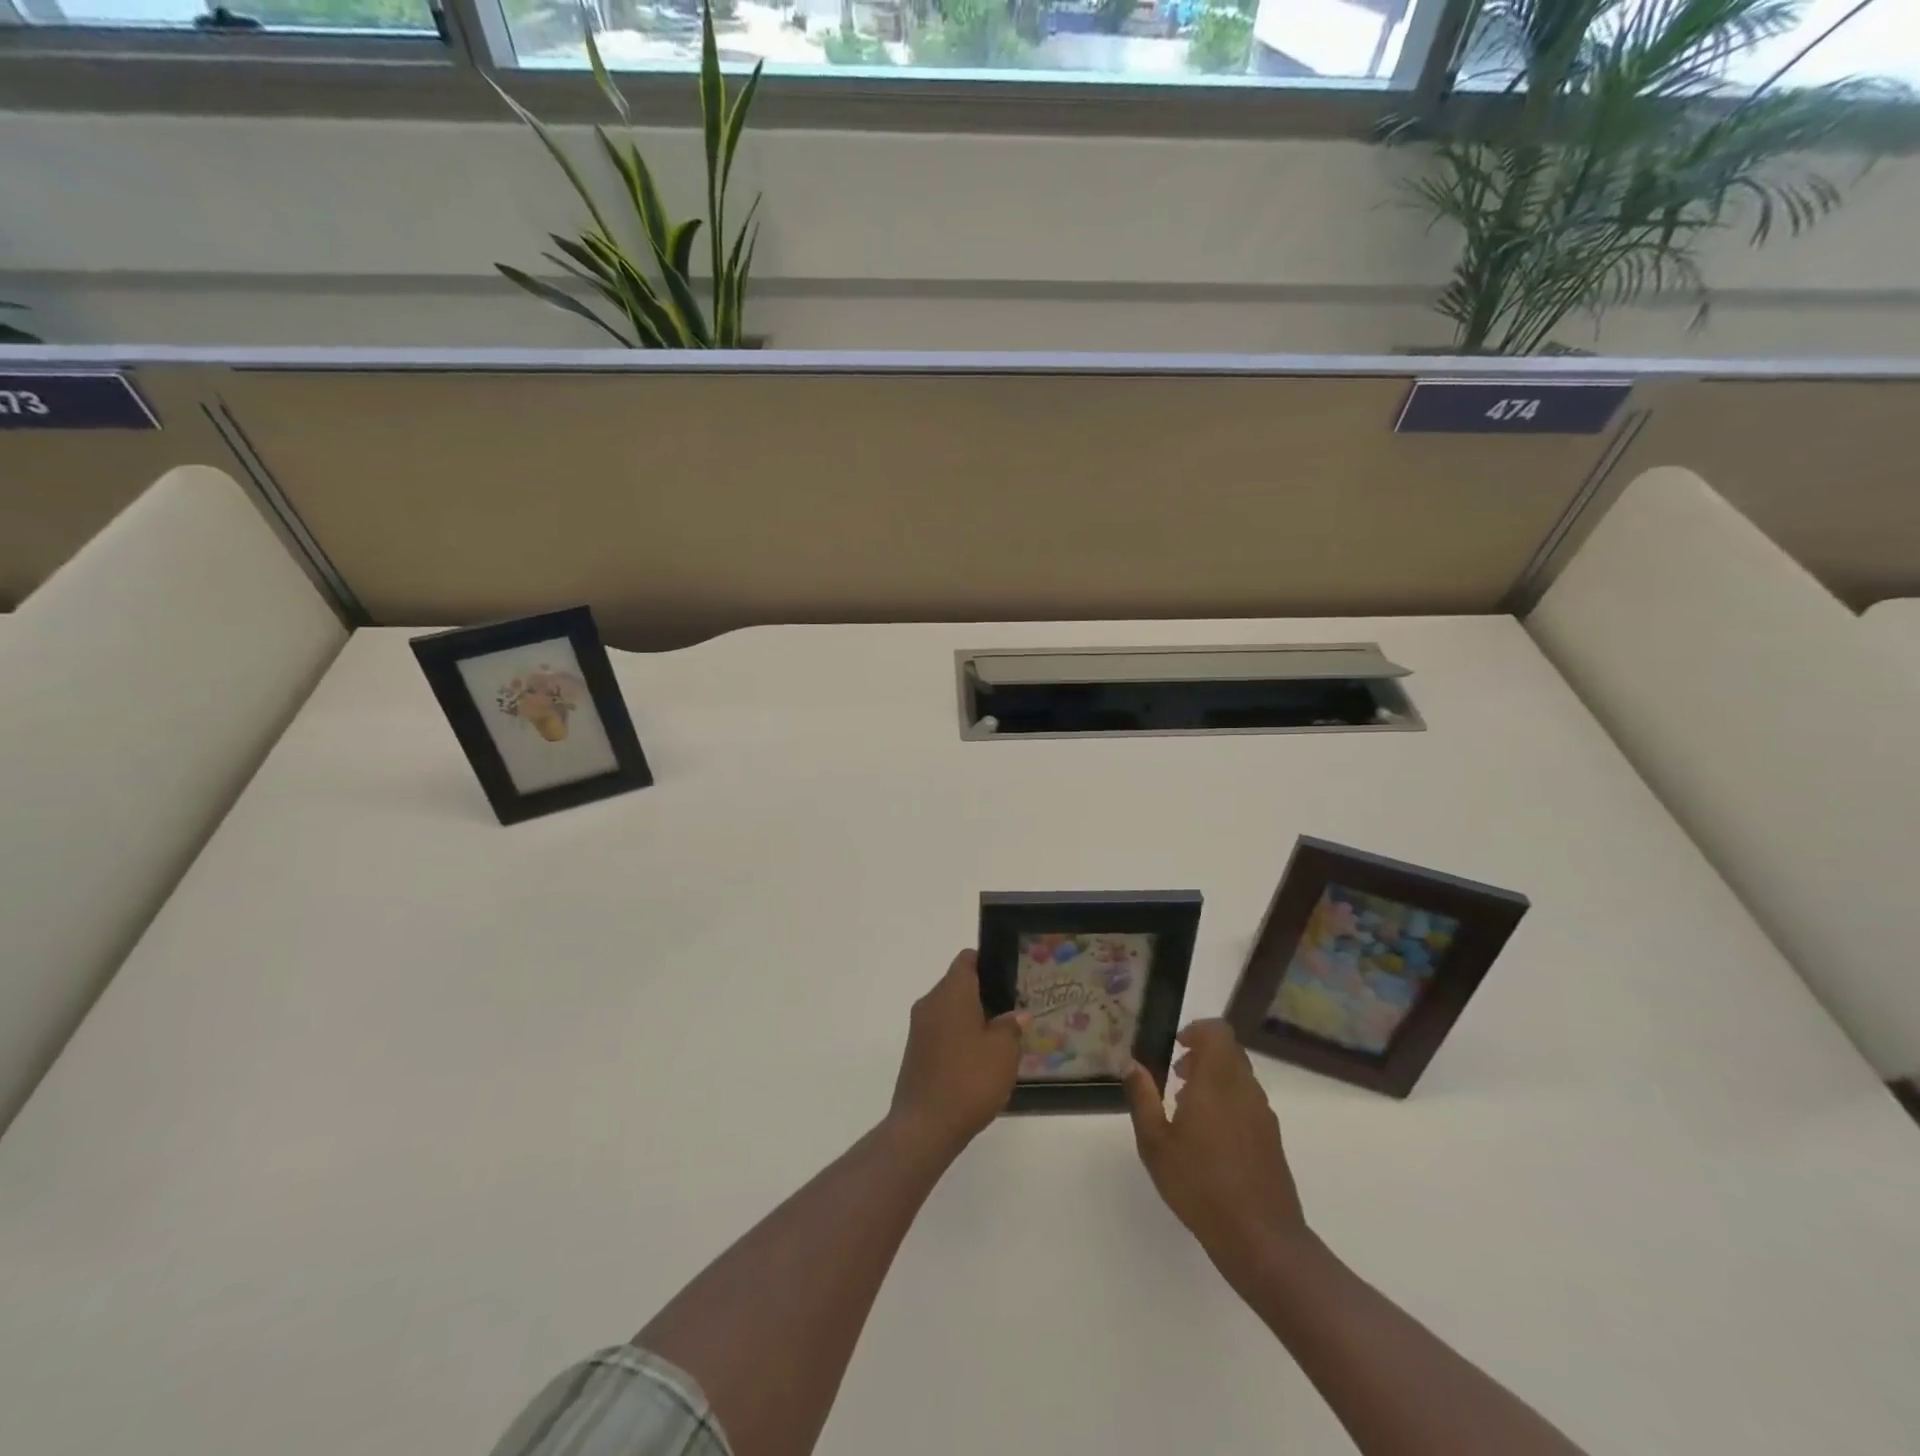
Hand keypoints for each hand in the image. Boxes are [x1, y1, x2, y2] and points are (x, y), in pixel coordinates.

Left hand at [889, 950, 1027, 1156]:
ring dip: (973, 1019)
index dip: (988, 962)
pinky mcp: (916, 1053)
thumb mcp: (1004, 1051)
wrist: (924, 1127)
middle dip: (985, 994)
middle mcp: (930, 1002)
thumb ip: (1012, 1026)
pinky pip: (942, 1033)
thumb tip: (1015, 1015)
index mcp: (951, 992)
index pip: (967, 960)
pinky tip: (980, 1061)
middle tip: (1014, 1010)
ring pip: (950, 1011)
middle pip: (959, 985)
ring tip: (1002, 1037)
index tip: (1010, 977)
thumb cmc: (969, 1079)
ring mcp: (919, 1029)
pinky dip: (960, 1038)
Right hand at [1125, 1019, 1309, 1278]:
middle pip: (1229, 1051)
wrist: (1261, 1239)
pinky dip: (1228, 1102)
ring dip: (1215, 1079)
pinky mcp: (1272, 1139)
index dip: (1197, 1030)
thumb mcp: (1155, 1144)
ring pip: (1240, 1077)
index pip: (1218, 1032)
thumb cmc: (1200, 1186)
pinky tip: (1210, 1138)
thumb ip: (1143, 1098)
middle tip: (1177, 1076)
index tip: (1176, 1046)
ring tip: (1188, 1109)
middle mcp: (1244, 1089)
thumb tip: (1132, 1065)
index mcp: (1217, 1082)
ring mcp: (1263, 1114)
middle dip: (1202, 1055)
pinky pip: (1248, 1102)